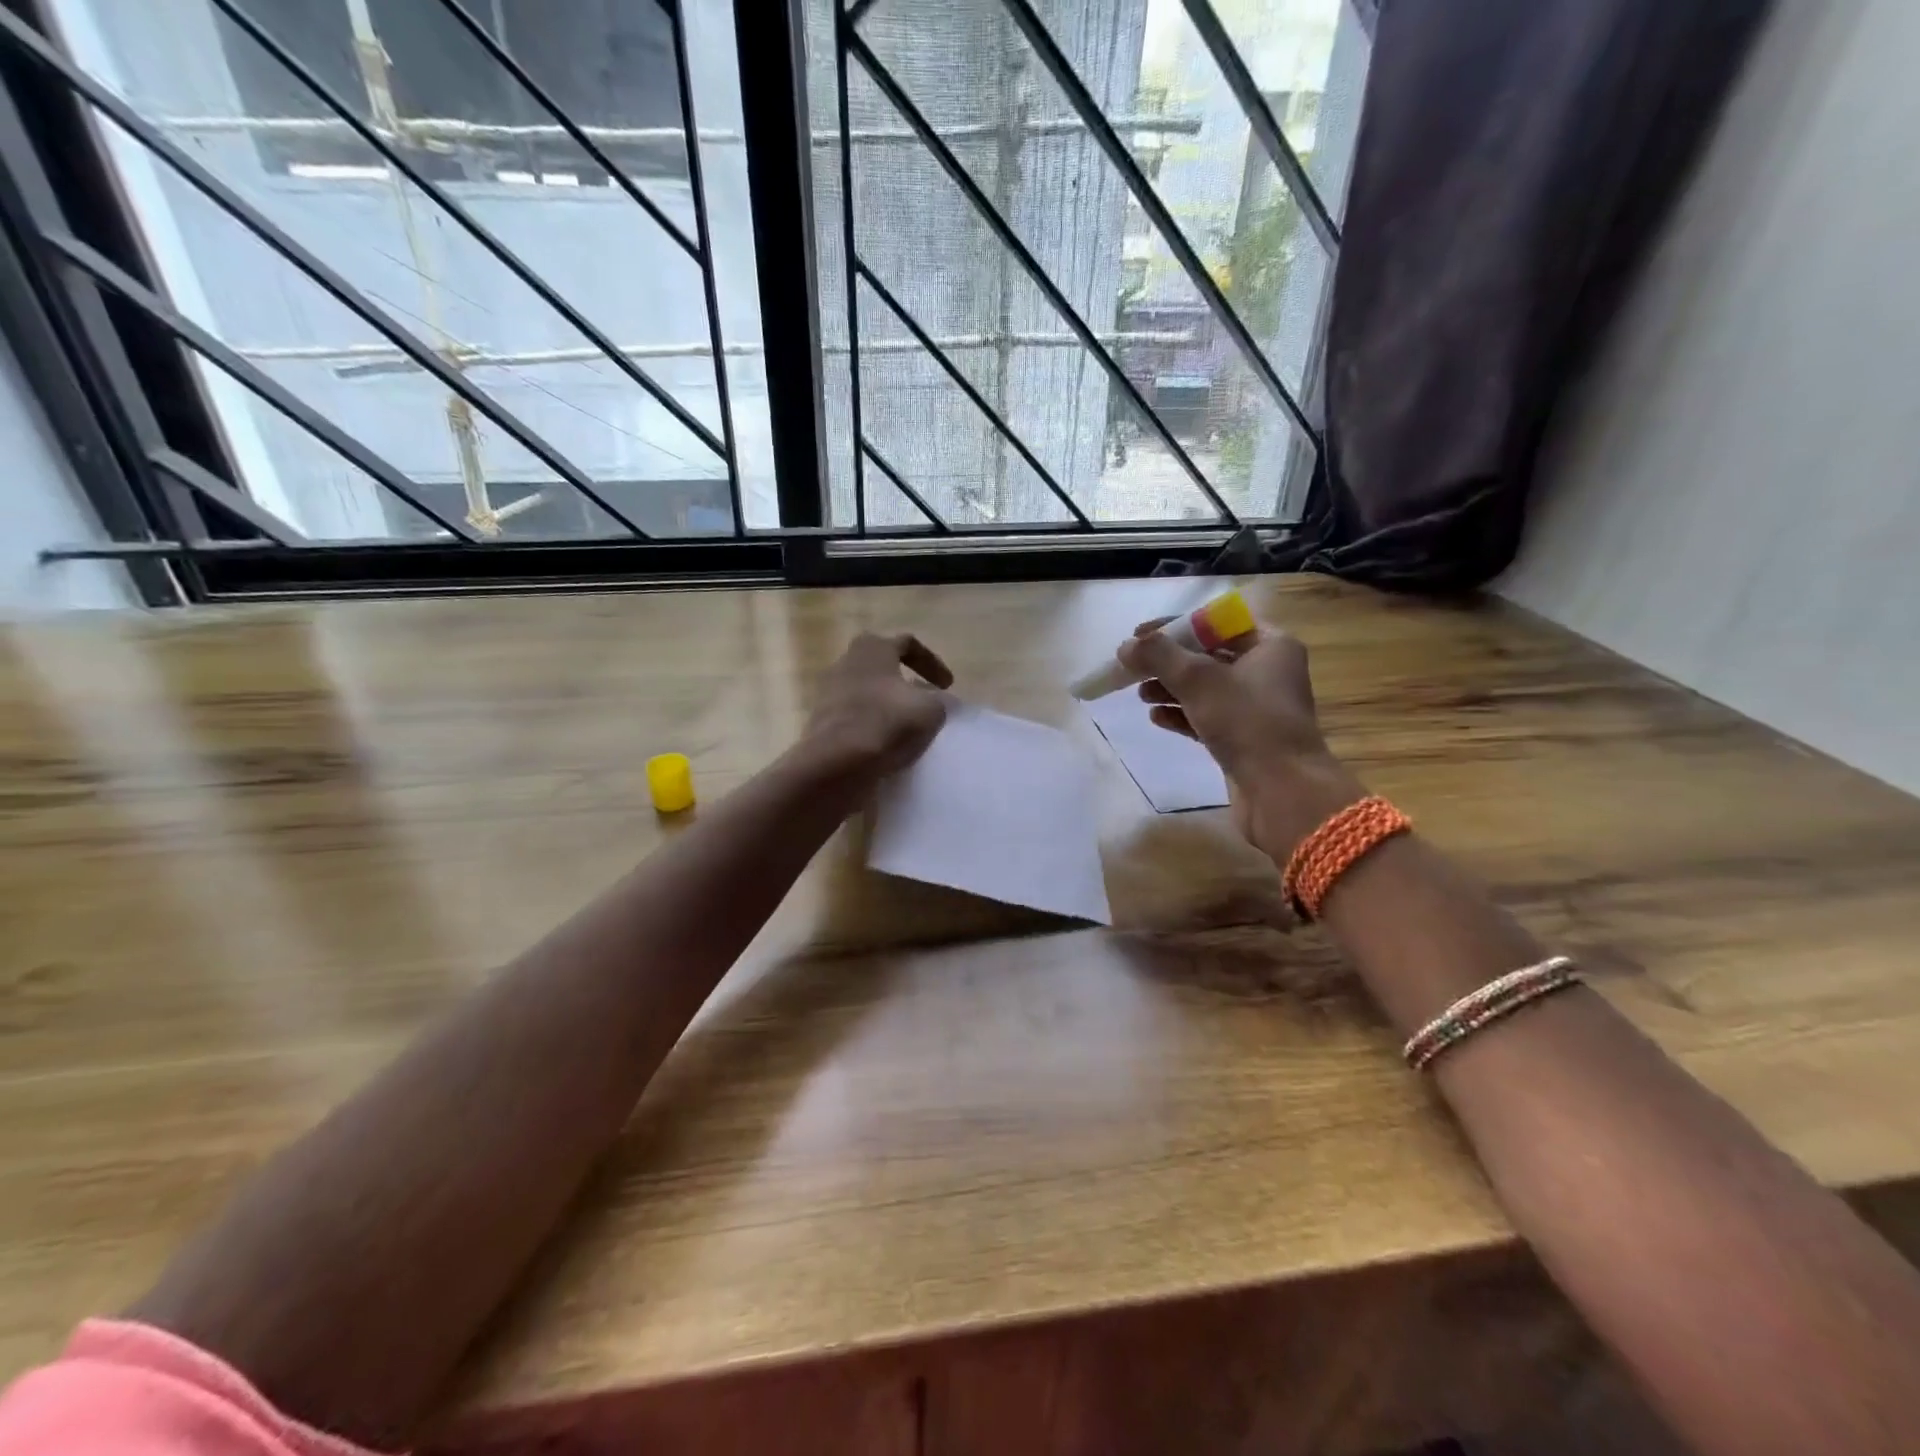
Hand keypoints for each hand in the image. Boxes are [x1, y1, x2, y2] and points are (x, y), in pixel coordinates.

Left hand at [802, 632, 953, 778]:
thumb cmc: (887, 723)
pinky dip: (870, 721)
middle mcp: (846, 661)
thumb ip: (939, 701)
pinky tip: (883, 740)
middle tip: (921, 696)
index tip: (947, 686)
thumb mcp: (930, 710)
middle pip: (881, 664)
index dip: (932, 662)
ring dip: (885, 702)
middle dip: (904, 679)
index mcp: (873, 648)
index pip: (908, 644)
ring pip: (865, 689)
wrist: (835, 762)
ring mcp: (828, 690)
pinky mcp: (820, 719)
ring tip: (903, 721)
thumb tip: (935, 703)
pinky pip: (852, 713)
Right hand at [1119, 619, 1363, 859]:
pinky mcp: (1244, 739)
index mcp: (1270, 646)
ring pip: (1205, 689)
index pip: (1216, 623)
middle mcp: (1267, 672)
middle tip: (1134, 669)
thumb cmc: (1247, 721)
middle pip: (1208, 656)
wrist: (1282, 791)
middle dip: (1168, 662)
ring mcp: (1256, 708)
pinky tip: (1156, 719)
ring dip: (1170, 689)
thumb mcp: (1199, 679)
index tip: (1140, 636)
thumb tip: (1125, 646)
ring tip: (1141, 696)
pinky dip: (1181, 715)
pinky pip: (1207, 718)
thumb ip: (1159, 656)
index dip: (1175, 626)